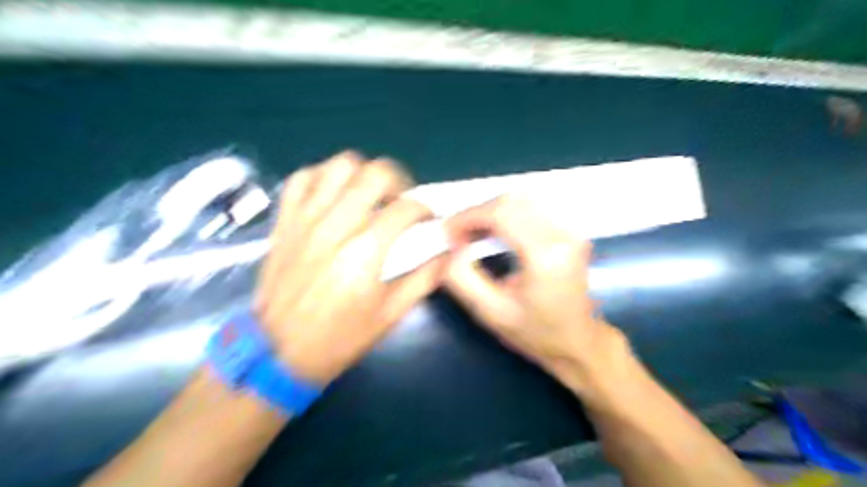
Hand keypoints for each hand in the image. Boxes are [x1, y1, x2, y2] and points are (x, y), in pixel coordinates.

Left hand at [255, 150, 446, 385]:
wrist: (278, 352)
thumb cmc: (340, 337)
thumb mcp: (391, 315)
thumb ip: (425, 277)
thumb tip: (450, 251)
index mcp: (366, 251)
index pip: (407, 207)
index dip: (425, 210)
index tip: (427, 222)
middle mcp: (337, 225)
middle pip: (376, 173)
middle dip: (399, 181)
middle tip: (400, 202)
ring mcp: (306, 219)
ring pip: (340, 165)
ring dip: (362, 174)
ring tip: (368, 195)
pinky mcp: (285, 221)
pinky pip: (303, 178)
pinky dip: (323, 177)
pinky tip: (333, 195)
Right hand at [444, 196, 627, 390]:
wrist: (579, 342)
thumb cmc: (535, 333)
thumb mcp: (489, 313)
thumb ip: (461, 278)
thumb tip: (452, 247)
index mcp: (545, 255)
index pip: (501, 213)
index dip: (468, 217)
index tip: (449, 234)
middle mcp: (563, 234)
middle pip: (511, 200)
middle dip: (477, 212)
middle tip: (459, 236)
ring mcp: (571, 229)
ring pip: (521, 198)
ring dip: (491, 211)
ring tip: (475, 234)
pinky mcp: (571, 230)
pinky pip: (533, 207)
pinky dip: (507, 212)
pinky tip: (496, 231)